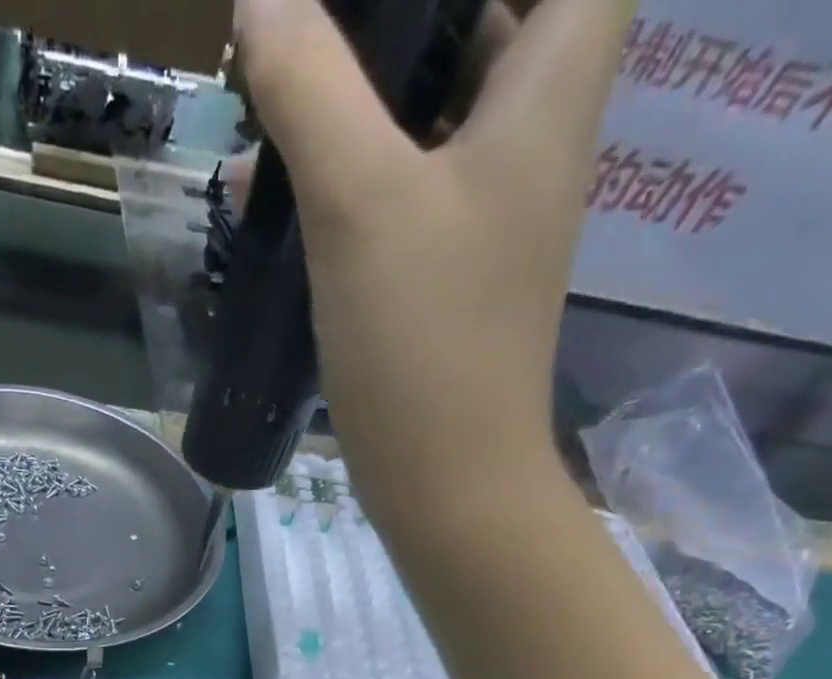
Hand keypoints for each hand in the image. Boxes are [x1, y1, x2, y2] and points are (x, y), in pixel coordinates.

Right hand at [235, 0, 632, 489]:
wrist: (446, 481)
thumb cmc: (422, 340)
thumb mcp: (360, 205)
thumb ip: (312, 91)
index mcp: (549, 93)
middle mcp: (532, 143)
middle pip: (501, 23)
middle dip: (411, 18)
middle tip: (325, 20)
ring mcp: (486, 217)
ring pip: (437, 116)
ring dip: (367, 96)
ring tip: (285, 84)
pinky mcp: (443, 278)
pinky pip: (402, 195)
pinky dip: (350, 178)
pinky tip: (281, 189)